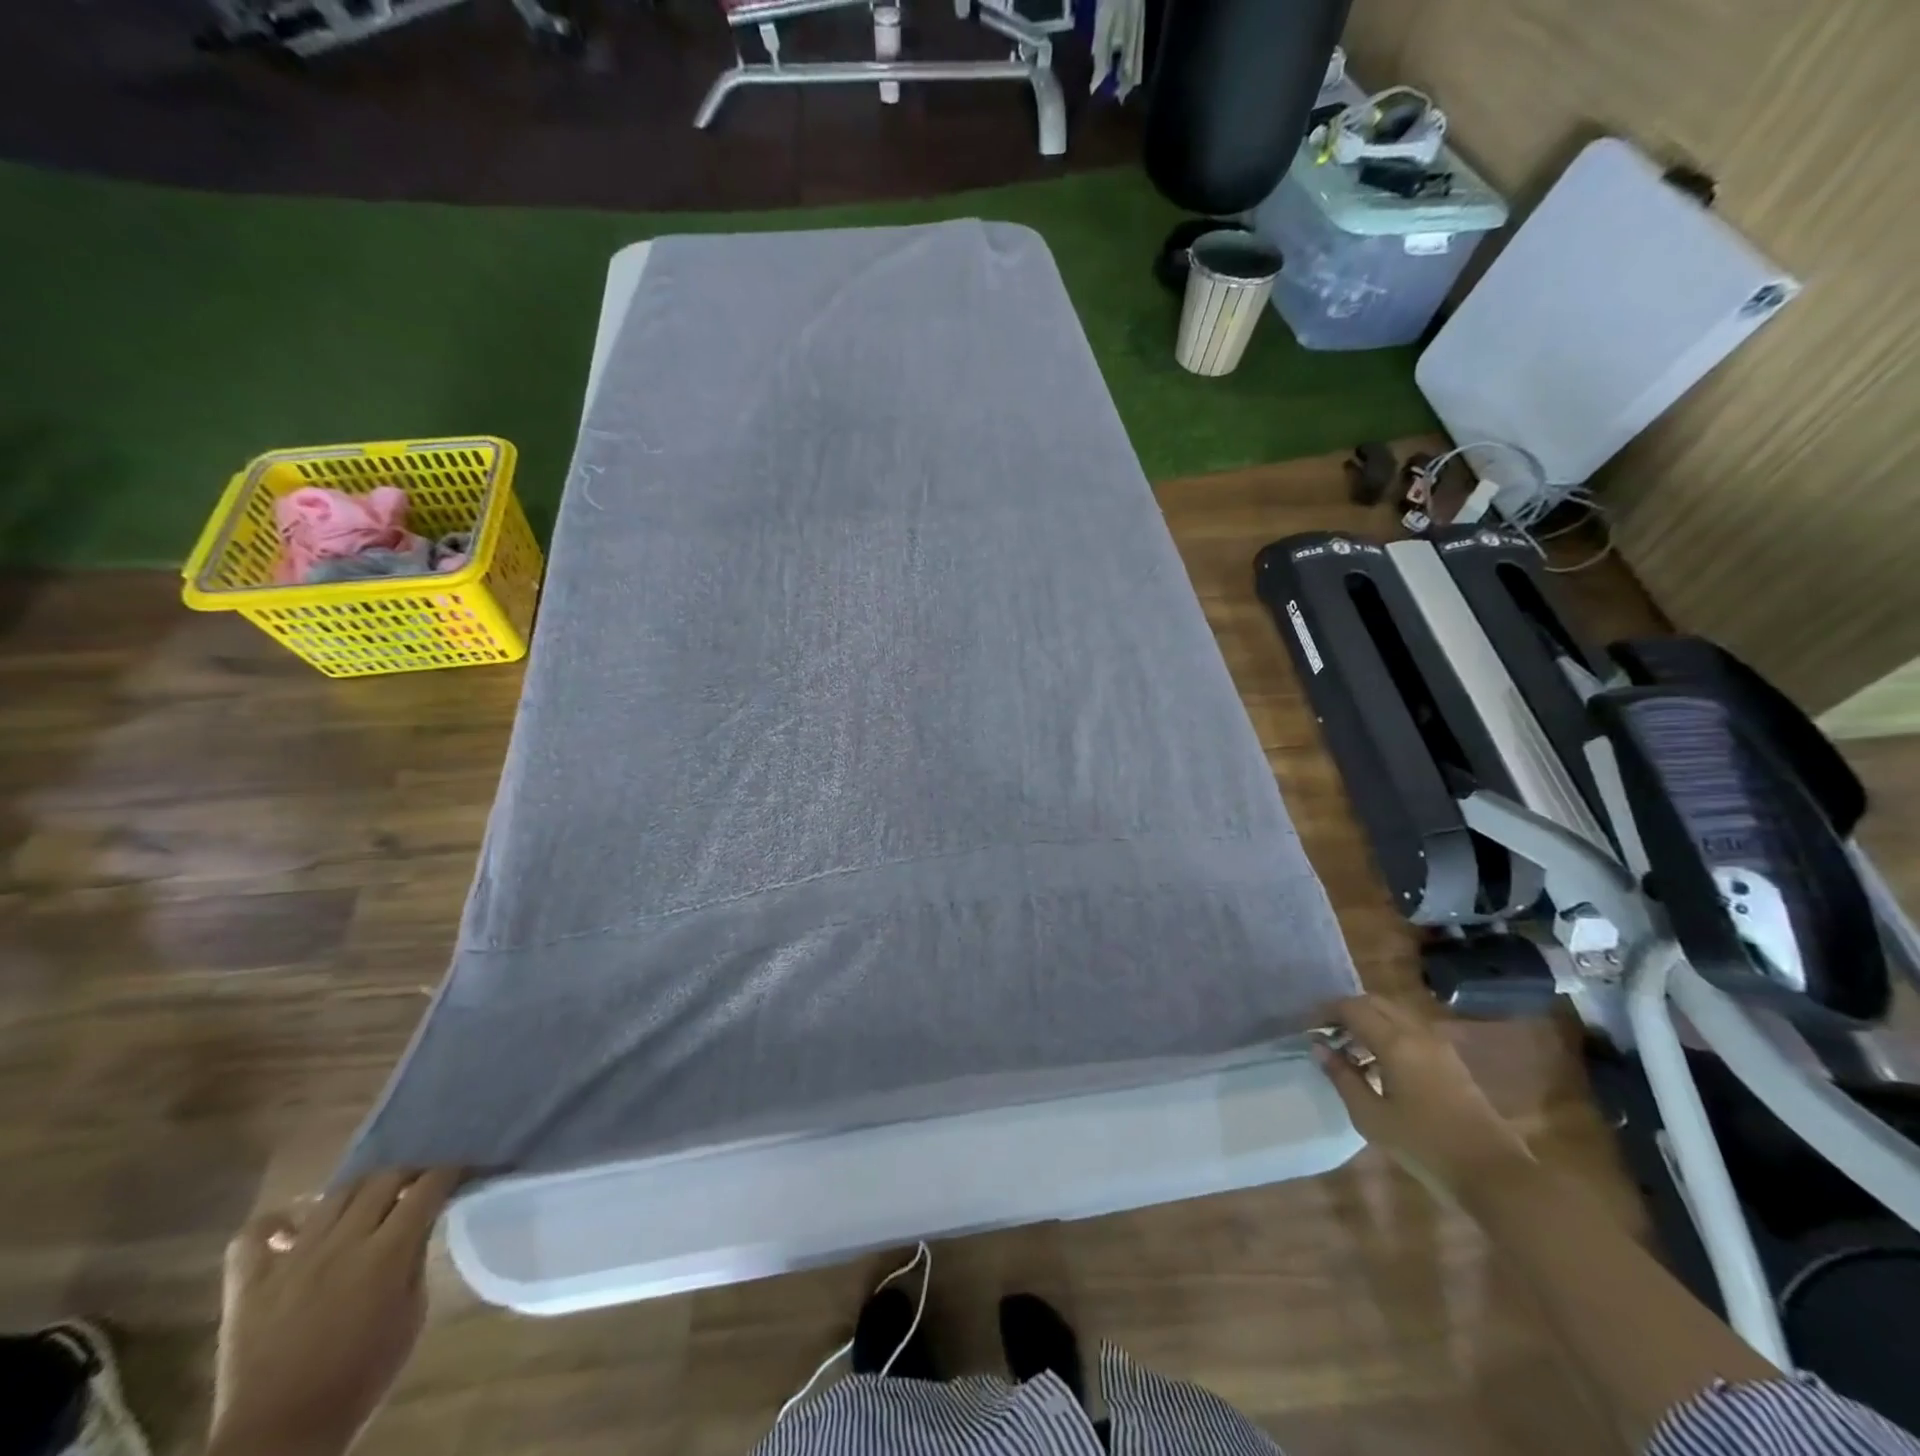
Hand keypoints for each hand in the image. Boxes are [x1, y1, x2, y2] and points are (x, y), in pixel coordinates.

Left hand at [210, 1169, 461, 1455]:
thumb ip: (417, 1260)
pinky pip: (254, 1235)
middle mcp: (341, 1244)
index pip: (429, 1186)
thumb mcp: (412, 1316)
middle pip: (384, 1178)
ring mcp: (290, 1261)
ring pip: (333, 1195)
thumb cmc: (361, 1378)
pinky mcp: (248, 1284)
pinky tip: (295, 1227)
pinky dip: (277, 1222)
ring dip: (360, 1189)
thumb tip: (422, 1224)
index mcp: (386, 1253)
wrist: (279, 1437)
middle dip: (410, 1173)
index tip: (464, 1170)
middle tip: (420, 1185)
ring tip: (370, 1201)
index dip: (451, 1171)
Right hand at [1314, 995, 1533, 1191]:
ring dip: (1368, 1022)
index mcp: (1395, 1042)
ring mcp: (1438, 1045)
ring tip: (1350, 1051)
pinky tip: (1379, 1065)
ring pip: (1394, 1014)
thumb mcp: (1371, 1116)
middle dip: (1346, 1012)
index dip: (1326, 1013)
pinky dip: (1388, 1034)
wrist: (1493, 1174)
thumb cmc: (1425, 1145)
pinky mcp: (1450, 1061)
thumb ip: (1343, 1077)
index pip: (1352, 1007)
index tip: (1308, 1029)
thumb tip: (1320, 1048)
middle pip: (1374, 1003)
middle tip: (1327, 1035)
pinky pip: (1410, 1030)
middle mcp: (1417, 1033)